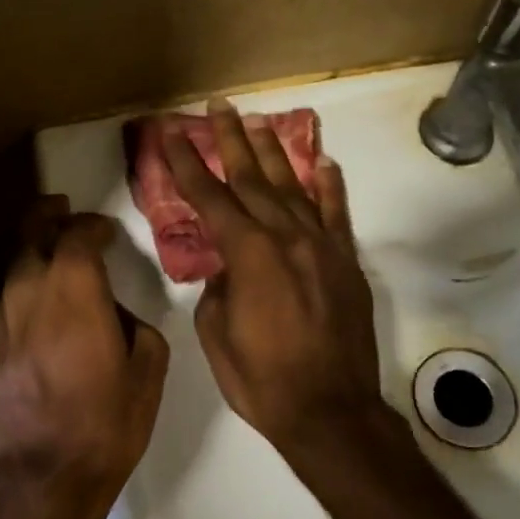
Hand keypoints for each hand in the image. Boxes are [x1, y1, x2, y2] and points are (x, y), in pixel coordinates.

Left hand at [0, 200, 169, 518]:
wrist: (41, 477)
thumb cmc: (105, 424)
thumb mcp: (147, 374)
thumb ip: (138, 328)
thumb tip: (118, 315)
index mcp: (75, 291)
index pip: (77, 235)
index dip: (92, 225)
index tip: (105, 231)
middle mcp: (29, 293)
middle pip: (31, 236)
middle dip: (48, 217)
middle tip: (63, 212)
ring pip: (13, 271)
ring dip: (34, 258)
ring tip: (51, 263)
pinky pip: (3, 308)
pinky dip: (21, 298)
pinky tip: (34, 317)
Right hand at [163, 102, 385, 466]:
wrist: (331, 412)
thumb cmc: (261, 380)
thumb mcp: (215, 334)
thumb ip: (217, 288)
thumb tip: (228, 268)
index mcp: (248, 254)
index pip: (210, 197)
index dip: (187, 163)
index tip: (173, 132)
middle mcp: (286, 237)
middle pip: (252, 178)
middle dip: (231, 140)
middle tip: (219, 106)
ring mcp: (321, 246)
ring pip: (294, 187)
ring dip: (274, 152)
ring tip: (259, 121)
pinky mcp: (346, 263)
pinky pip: (337, 214)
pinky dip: (329, 186)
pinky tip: (323, 163)